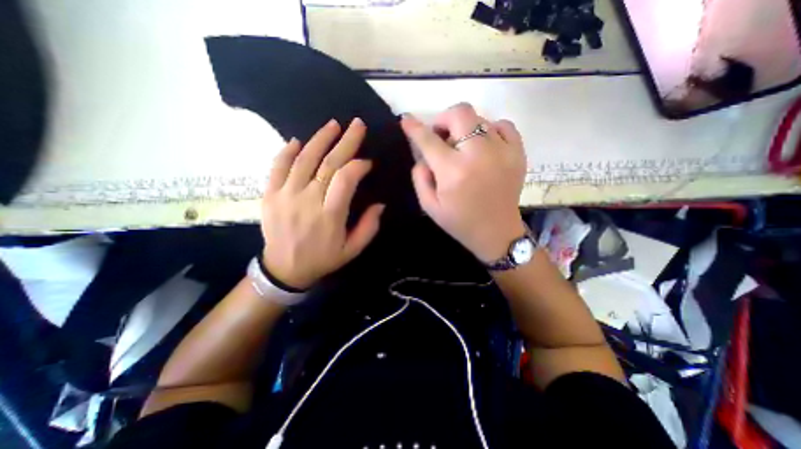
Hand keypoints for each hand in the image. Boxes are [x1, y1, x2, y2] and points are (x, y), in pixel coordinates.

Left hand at [263, 118, 384, 288]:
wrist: (284, 269)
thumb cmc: (323, 259)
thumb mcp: (352, 250)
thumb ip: (369, 227)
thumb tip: (380, 204)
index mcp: (330, 216)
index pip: (345, 179)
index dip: (358, 166)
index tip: (367, 162)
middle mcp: (307, 201)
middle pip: (328, 164)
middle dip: (345, 142)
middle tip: (357, 125)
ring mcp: (285, 196)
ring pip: (304, 160)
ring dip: (320, 139)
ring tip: (333, 125)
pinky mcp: (270, 195)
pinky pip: (277, 167)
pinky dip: (287, 151)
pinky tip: (298, 141)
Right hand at [404, 101, 530, 261]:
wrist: (497, 233)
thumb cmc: (459, 221)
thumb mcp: (429, 205)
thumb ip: (420, 177)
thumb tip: (422, 155)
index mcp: (453, 171)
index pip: (428, 140)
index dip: (414, 127)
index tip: (406, 119)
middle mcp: (478, 154)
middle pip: (460, 113)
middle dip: (444, 119)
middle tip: (441, 137)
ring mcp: (502, 151)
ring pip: (480, 118)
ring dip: (465, 129)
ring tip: (463, 148)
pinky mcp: (518, 153)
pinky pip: (503, 125)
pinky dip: (490, 130)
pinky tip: (485, 146)